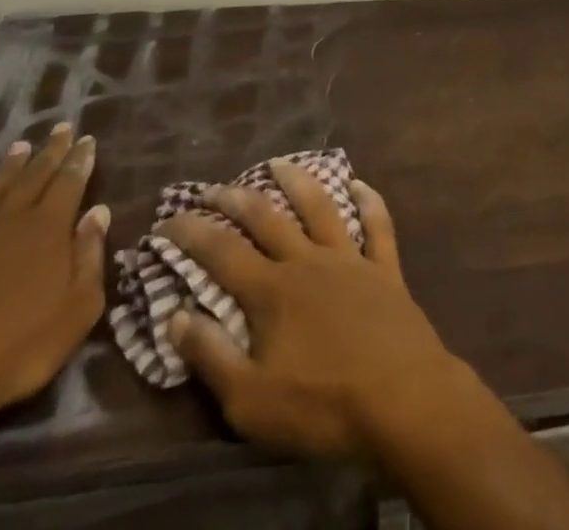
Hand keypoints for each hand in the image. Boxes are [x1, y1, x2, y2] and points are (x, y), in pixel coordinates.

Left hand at [0, 123, 110, 422]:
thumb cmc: (18, 347)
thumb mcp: (77, 310)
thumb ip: (90, 257)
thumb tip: (99, 212)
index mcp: (50, 227)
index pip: (70, 181)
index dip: (80, 159)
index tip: (87, 139)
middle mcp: (13, 218)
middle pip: (36, 175)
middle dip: (51, 151)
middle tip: (62, 128)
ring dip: (12, 166)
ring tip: (22, 146)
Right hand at [158, 163, 474, 461]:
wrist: (402, 399)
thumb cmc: (322, 405)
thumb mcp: (250, 400)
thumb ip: (211, 355)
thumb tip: (175, 314)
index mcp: (272, 291)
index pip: (221, 252)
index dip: (191, 233)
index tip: (167, 220)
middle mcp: (308, 261)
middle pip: (267, 219)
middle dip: (236, 199)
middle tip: (214, 186)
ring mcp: (350, 260)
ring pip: (320, 208)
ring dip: (298, 182)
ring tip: (279, 162)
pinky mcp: (385, 269)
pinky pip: (378, 226)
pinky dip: (369, 202)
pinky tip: (360, 184)